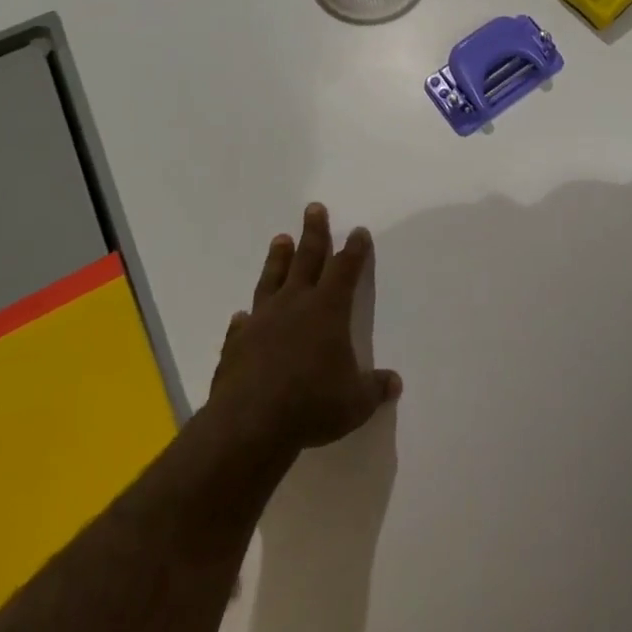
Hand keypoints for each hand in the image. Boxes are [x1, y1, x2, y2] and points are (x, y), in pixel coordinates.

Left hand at [207, 204, 401, 462]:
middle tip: (313, 208)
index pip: (345, 269)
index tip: (358, 231)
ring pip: (272, 280)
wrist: (249, 423)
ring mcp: (262, 322)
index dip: (354, 249)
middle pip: (307, 259)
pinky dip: (245, 318)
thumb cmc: (312, 404)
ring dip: (278, 259)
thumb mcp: (355, 401)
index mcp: (328, 309)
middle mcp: (295, 305)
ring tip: (280, 239)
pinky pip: (242, 325)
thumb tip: (395, 383)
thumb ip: (374, 388)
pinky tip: (241, 315)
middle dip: (314, 233)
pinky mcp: (236, 344)